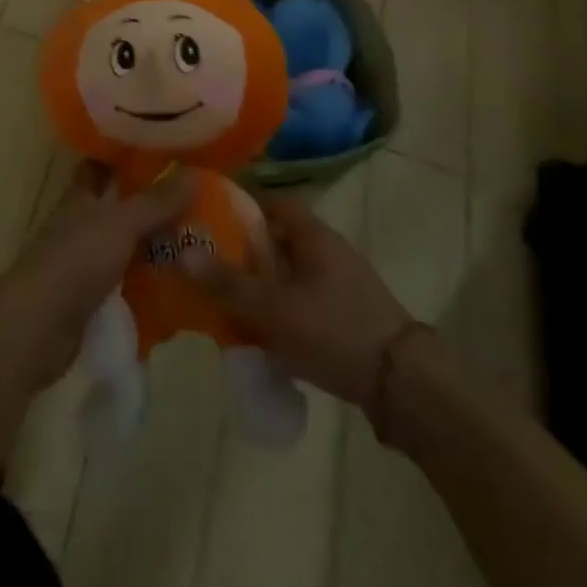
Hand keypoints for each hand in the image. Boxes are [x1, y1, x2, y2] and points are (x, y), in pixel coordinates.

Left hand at [0, 162, 194, 386]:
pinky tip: (181, 284)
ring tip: (199, 241)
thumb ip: (156, 201)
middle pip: (120, 206)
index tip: (163, 150)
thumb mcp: (121, 223)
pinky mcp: (93, 297)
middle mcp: (83, 223)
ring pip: (127, 245)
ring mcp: (87, 261)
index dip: (127, 156)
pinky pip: (128, 281)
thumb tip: (195, 171)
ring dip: (156, 245)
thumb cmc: (77, 259)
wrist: (40, 326)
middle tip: (197, 199)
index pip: (102, 165)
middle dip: (153, 203)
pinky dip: (150, 282)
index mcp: (82, 196)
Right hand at [181, 193, 419, 408]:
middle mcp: (324, 249)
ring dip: (256, 281)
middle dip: (239, 248)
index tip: (205, 213)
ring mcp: (336, 282)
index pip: (270, 201)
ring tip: (220, 297)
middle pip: (274, 237)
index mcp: (312, 233)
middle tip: (203, 261)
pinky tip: (254, 329)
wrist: (404, 386)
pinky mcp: (341, 313)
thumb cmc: (336, 331)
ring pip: (284, 271)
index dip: (238, 203)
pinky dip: (274, 306)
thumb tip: (182, 254)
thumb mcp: (276, 309)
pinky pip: (296, 298)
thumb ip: (229, 284)